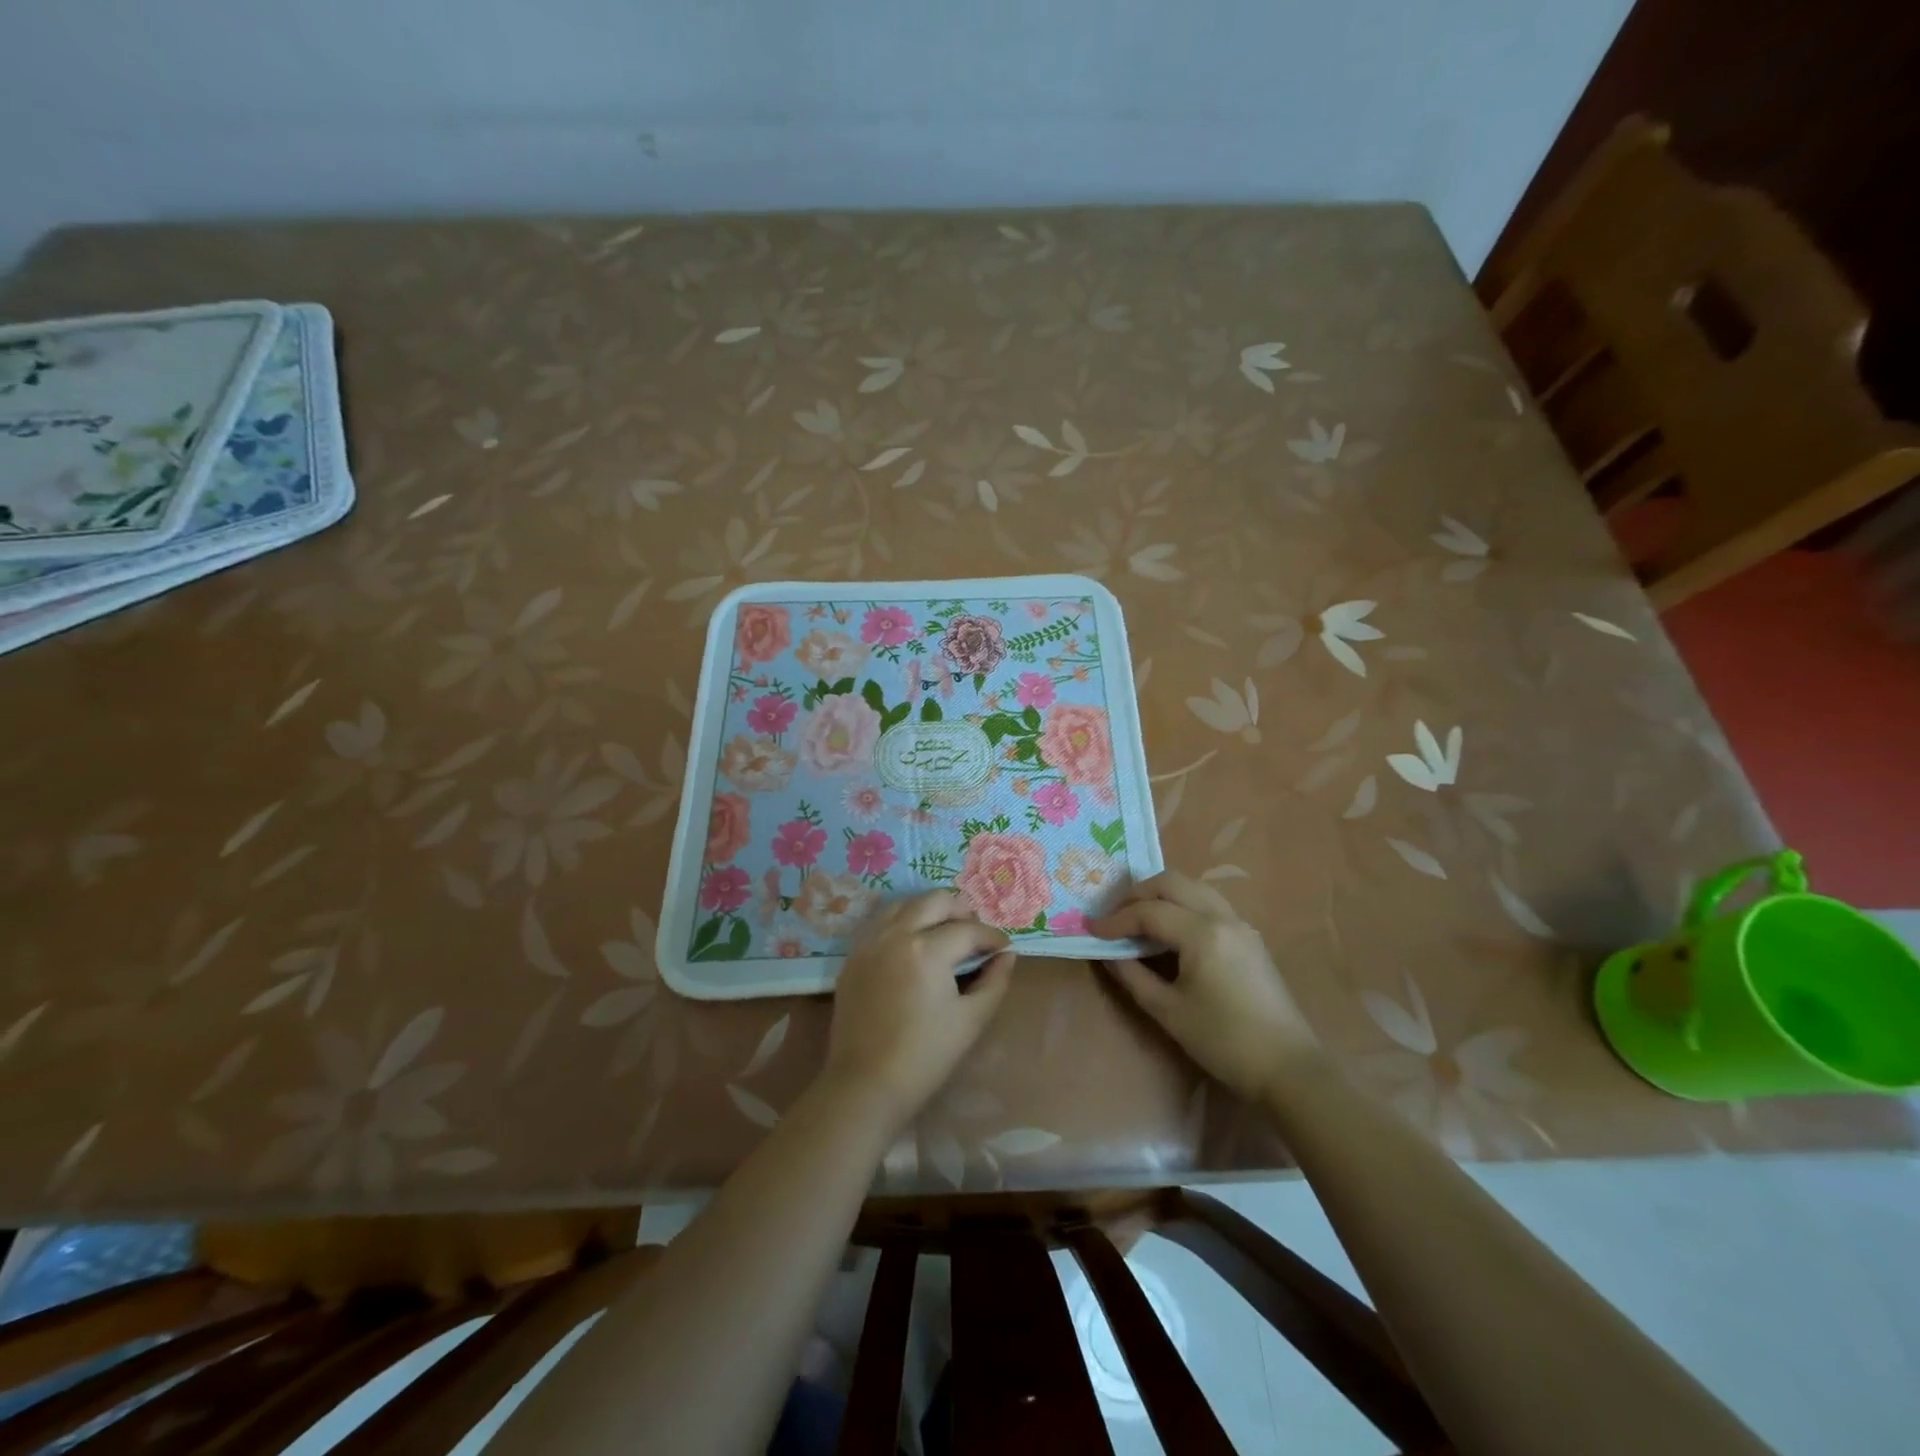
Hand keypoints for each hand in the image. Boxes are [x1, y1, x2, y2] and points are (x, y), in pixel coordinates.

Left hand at [824, 891, 1015, 1129]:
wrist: (866, 1083)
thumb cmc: (925, 1056)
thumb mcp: (971, 1019)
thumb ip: (995, 981)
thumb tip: (1007, 955)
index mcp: (928, 950)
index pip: (969, 930)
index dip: (992, 937)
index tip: (1004, 948)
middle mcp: (896, 934)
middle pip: (935, 901)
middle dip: (961, 910)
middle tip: (975, 932)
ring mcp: (870, 942)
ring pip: (904, 904)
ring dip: (930, 909)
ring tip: (946, 930)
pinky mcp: (854, 957)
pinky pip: (881, 922)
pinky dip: (903, 921)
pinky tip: (914, 941)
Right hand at [1090, 871, 1316, 1100]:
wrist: (1288, 1069)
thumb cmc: (1224, 1041)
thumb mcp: (1168, 1011)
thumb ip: (1133, 975)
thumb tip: (1109, 953)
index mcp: (1203, 933)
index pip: (1149, 911)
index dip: (1116, 919)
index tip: (1092, 930)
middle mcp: (1223, 917)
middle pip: (1172, 882)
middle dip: (1137, 894)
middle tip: (1114, 916)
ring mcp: (1240, 924)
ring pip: (1193, 887)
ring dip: (1161, 895)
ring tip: (1137, 919)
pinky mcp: (1249, 938)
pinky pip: (1208, 903)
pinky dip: (1182, 905)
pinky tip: (1169, 930)